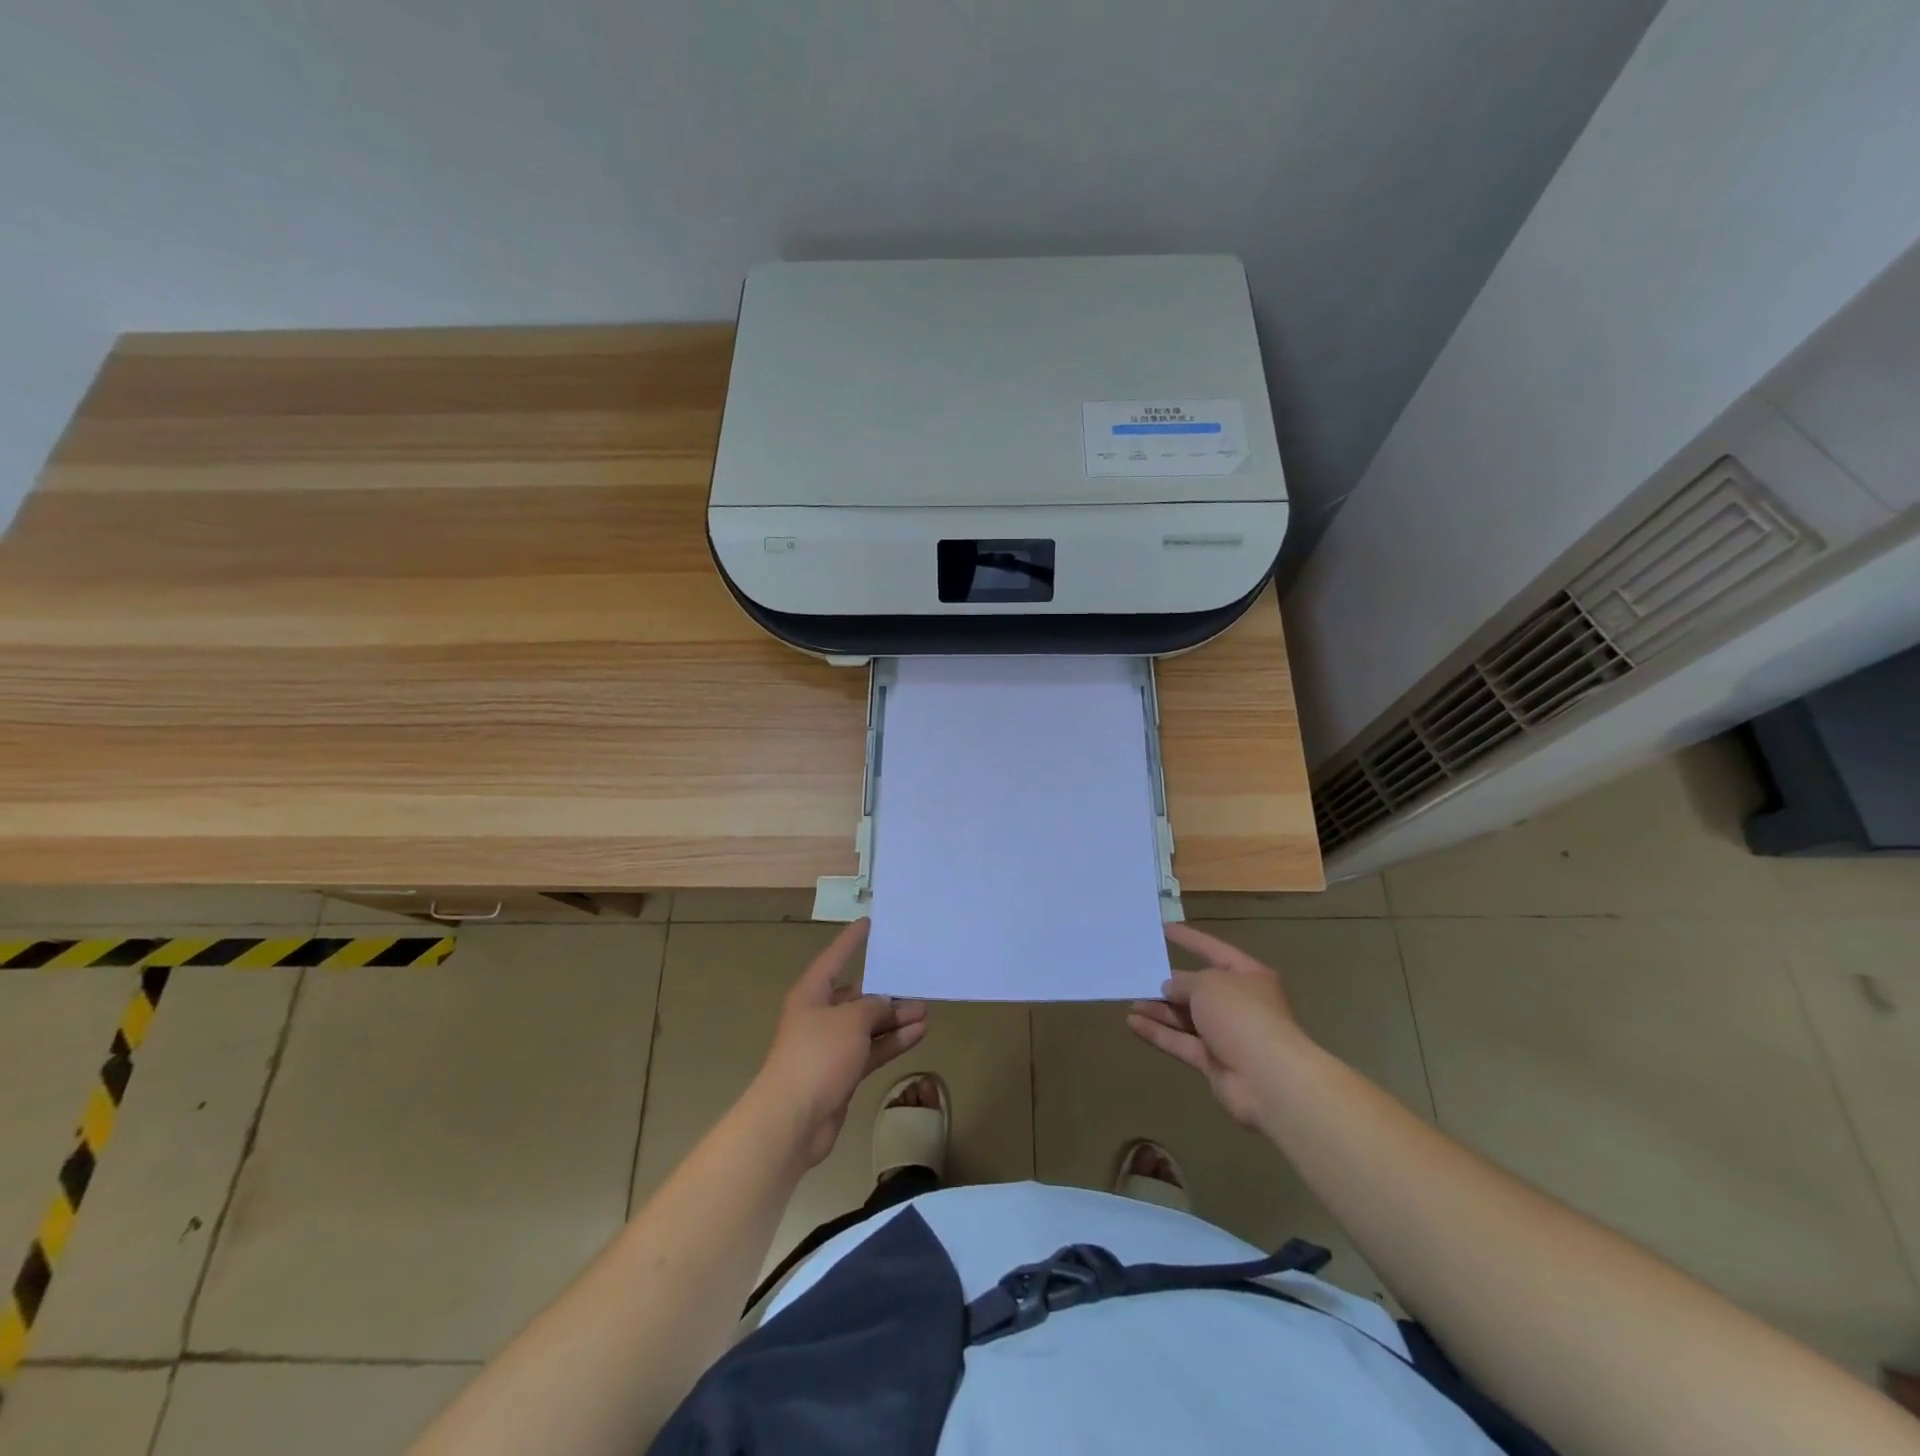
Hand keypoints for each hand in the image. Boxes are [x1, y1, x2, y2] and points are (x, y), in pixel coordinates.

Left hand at [749, 920, 928, 1166]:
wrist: (792, 1119)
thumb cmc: (817, 1055)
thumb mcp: (851, 1021)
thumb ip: (874, 1007)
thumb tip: (885, 1004)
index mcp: (812, 993)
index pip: (835, 958)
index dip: (851, 941)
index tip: (869, 923)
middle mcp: (820, 1015)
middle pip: (857, 995)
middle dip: (886, 990)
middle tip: (917, 981)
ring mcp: (831, 1046)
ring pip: (868, 1024)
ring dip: (895, 1018)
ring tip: (926, 1010)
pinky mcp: (842, 1072)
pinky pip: (871, 1049)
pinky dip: (892, 1042)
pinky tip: (918, 1034)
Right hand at [1127, 923, 1307, 1126]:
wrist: (1268, 1078)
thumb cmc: (1241, 1014)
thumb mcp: (1208, 983)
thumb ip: (1184, 982)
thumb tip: (1170, 988)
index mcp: (1247, 976)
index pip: (1214, 950)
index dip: (1190, 939)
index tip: (1164, 929)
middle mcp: (1238, 1003)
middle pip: (1199, 988)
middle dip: (1170, 983)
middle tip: (1140, 975)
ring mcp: (1226, 1035)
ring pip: (1187, 1017)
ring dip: (1159, 1010)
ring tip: (1131, 1001)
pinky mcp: (1214, 1062)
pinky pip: (1181, 1042)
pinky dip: (1158, 1033)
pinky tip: (1132, 1023)